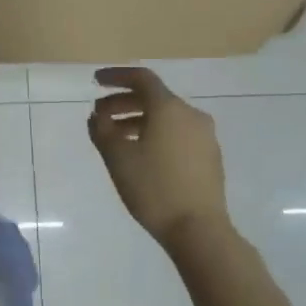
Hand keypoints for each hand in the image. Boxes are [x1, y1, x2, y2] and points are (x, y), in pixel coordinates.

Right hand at [87, 67, 229, 244]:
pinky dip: (155, 134)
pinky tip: (141, 154)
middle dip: (123, 103)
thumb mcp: (117, 158)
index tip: (95, 81)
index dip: (116, 76)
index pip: (142, 79)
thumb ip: (102, 130)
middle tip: (99, 116)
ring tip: (116, 138)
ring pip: (166, 118)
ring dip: (138, 120)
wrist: (198, 228)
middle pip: (154, 98)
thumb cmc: (153, 188)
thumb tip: (98, 116)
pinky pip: (177, 134)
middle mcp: (191, 115)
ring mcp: (204, 136)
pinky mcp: (209, 156)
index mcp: (169, 109)